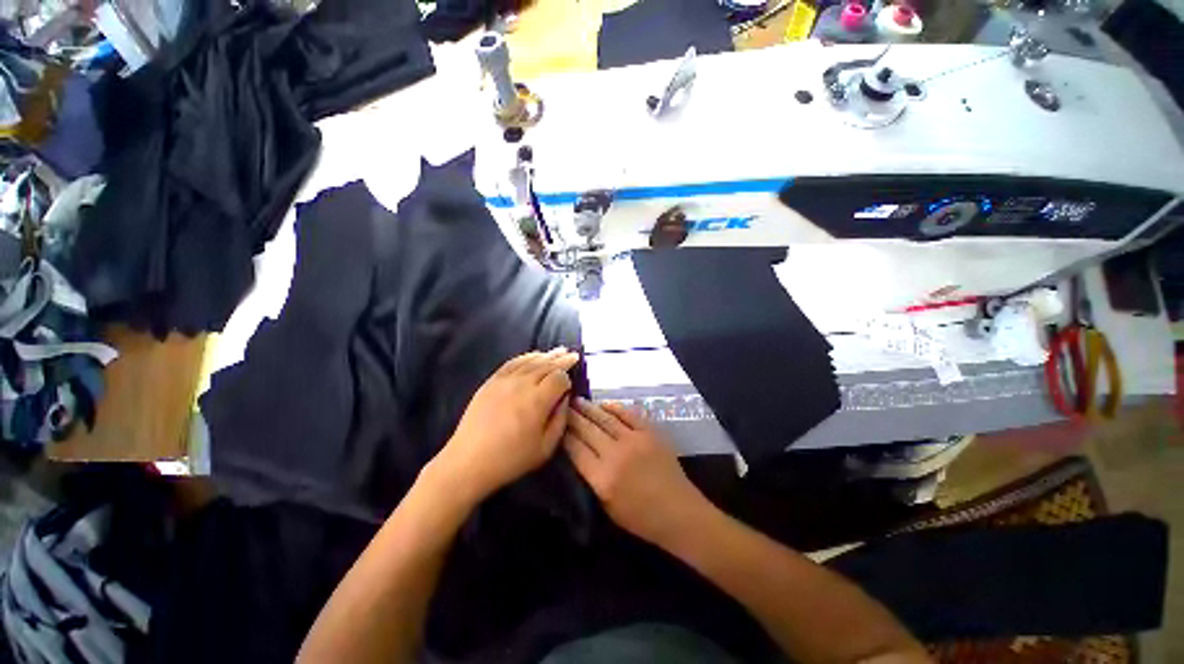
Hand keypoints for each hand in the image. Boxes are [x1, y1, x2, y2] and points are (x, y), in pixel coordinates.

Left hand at [435, 348, 579, 501]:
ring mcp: (505, 380)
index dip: (568, 379)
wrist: (469, 461)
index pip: (559, 378)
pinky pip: (512, 362)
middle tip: (573, 354)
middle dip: (562, 359)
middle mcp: (523, 384)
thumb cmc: (511, 458)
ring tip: (558, 351)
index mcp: (538, 400)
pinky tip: (534, 355)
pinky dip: (526, 356)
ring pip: (531, 361)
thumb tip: (566, 398)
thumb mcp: (546, 447)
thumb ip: (560, 419)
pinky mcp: (492, 381)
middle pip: (547, 365)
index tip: (571, 385)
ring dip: (547, 355)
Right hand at [563, 398, 712, 545]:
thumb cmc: (640, 517)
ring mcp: (634, 440)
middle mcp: (615, 454)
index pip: (575, 449)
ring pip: (605, 418)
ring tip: (577, 400)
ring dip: (589, 408)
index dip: (564, 434)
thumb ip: (590, 479)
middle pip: (587, 430)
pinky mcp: (649, 432)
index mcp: (602, 478)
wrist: (678, 511)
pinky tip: (603, 404)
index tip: (557, 424)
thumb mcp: (607, 507)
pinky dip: (614, 407)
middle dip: (573, 417)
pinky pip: (628, 414)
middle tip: (563, 406)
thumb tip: (578, 454)